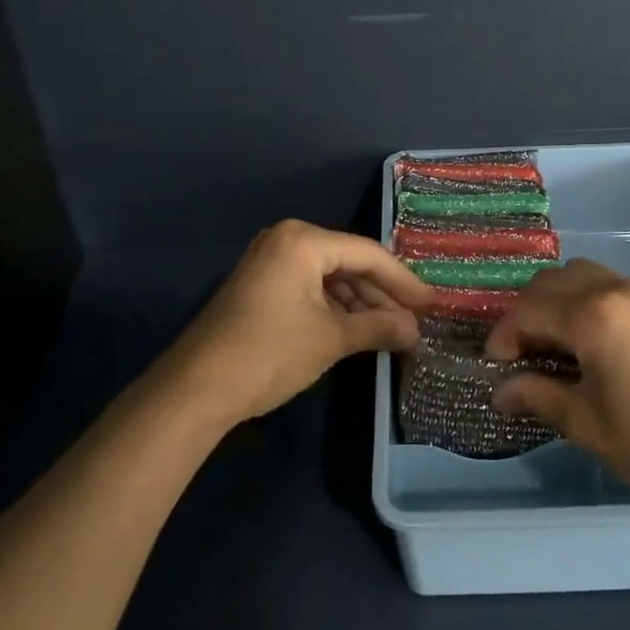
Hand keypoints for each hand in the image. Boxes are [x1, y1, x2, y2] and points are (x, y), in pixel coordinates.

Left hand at [156, 221, 430, 430]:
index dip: (404, 281)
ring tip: (391, 331)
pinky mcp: (260, 286)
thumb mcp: (332, 338)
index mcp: (303, 240)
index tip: (432, 304)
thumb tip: (416, 331)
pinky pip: (309, 288)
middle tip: (414, 321)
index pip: (368, 254)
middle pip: (349, 263)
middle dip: (382, 294)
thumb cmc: (270, 352)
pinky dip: (334, 308)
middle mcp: (286, 240)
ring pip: (329, 277)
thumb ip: (379, 326)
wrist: (196, 388)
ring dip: (360, 304)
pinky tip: (356, 330)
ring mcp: (269, 262)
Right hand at [486, 260, 629, 515]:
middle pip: (555, 280)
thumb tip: (499, 392)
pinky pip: (623, 291)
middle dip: (530, 311)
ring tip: (564, 344)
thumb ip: (537, 395)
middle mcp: (619, 291)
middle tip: (526, 351)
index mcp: (593, 316)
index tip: (496, 365)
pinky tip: (609, 348)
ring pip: (590, 276)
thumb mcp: (586, 424)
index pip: (529, 309)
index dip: (504, 335)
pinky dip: (599, 306)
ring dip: (564, 301)